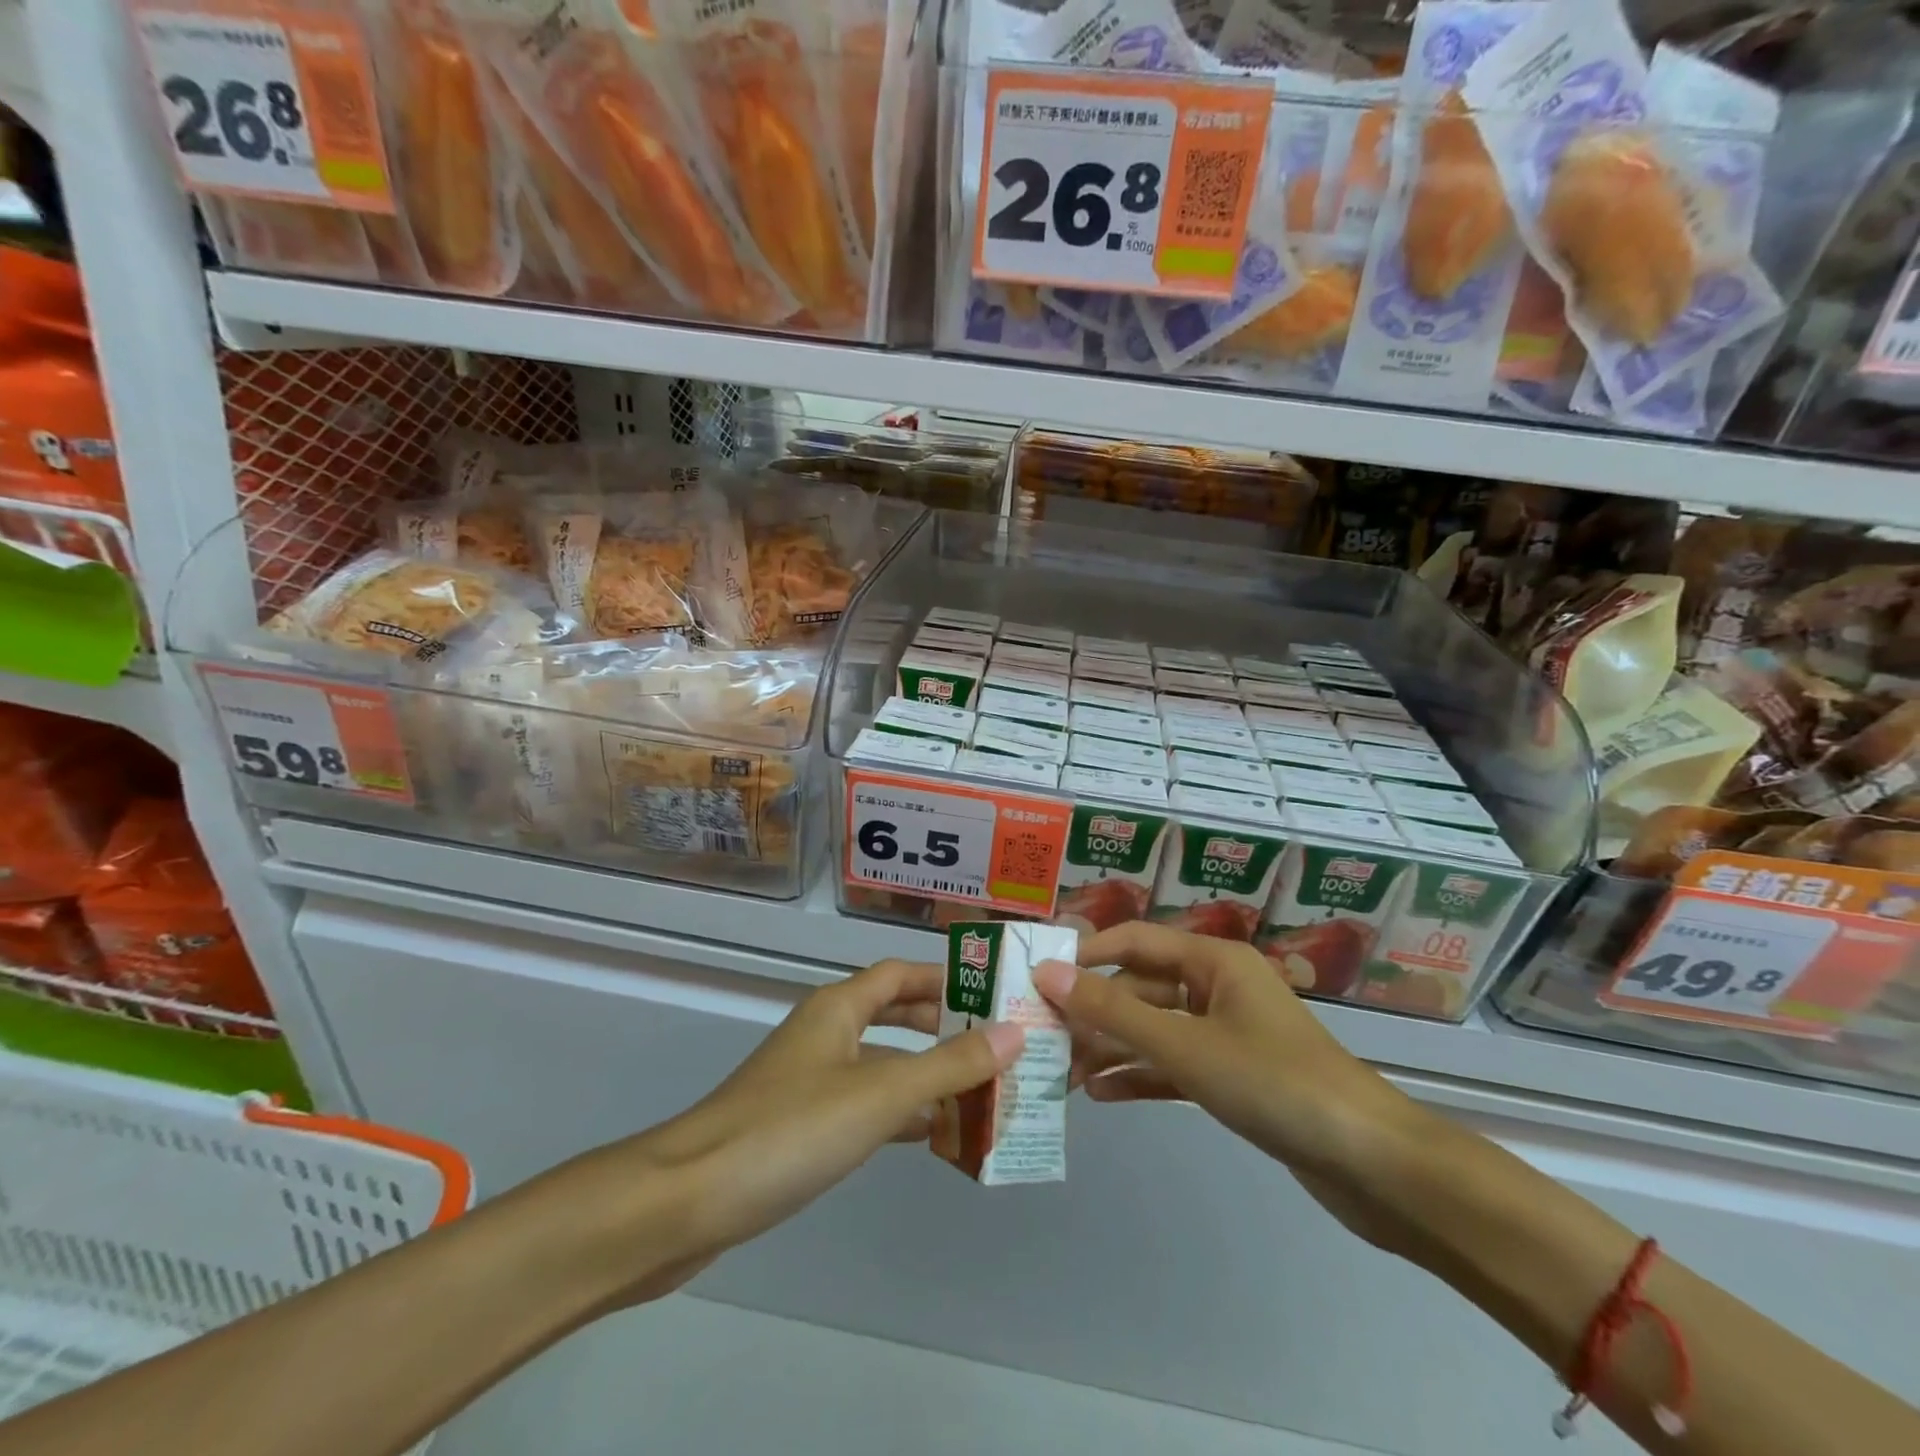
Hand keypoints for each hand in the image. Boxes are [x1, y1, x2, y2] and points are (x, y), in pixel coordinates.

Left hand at [567, 959, 1021, 1305]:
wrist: (687, 1201)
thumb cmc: (789, 1130)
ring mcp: (808, 1081)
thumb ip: (948, 1065)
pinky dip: (898, 1113)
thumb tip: (1013, 1032)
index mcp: (838, 1008)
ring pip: (880, 1064)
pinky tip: (929, 1135)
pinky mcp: (798, 1126)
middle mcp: (824, 1033)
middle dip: (941, 1026)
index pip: (900, 973)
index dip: (944, 977)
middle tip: (994, 1044)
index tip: (991, 991)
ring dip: (924, 1074)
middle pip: (892, 1015)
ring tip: (979, 1093)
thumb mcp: (880, 1094)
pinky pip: (862, 1105)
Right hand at [1034, 922, 1432, 1247]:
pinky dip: (1140, 1076)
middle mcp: (1217, 987)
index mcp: (1212, 961)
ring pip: (1154, 1029)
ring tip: (1063, 1076)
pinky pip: (1174, 1065)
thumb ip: (1113, 1011)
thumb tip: (1047, 974)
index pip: (1133, 941)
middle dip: (1094, 1013)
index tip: (1036, 977)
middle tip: (1042, 1038)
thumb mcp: (1185, 1045)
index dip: (1084, 954)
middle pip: (1140, 987)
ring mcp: (1226, 1033)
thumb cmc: (1275, 1083)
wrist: (1373, 1165)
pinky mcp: (1234, 1076)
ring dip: (1111, 1048)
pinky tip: (1102, 1095)